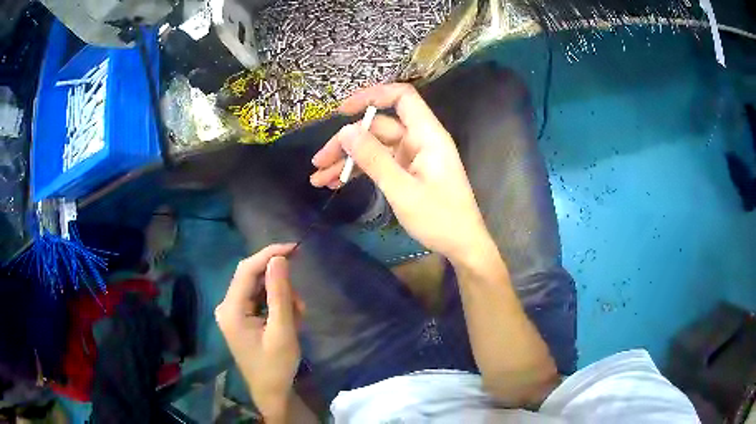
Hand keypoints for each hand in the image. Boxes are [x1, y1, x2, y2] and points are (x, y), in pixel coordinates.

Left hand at [215, 244, 303, 420]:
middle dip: (280, 285)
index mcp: (231, 309)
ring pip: (259, 289)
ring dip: (281, 298)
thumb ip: (280, 293)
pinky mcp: (241, 318)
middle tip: (300, 304)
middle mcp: (227, 306)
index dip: (269, 254)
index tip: (295, 248)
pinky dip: (277, 306)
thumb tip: (279, 259)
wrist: (271, 393)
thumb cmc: (276, 366)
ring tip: (297, 319)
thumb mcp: (283, 330)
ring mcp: (233, 313)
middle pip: (253, 279)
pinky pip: (260, 301)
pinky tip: (289, 322)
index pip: (247, 270)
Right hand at [310, 84, 488, 262]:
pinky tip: (336, 183)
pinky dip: (359, 171)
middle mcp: (419, 140)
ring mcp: (412, 157)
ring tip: (318, 178)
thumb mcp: (403, 190)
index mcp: (427, 135)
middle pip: (378, 127)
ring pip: (374, 148)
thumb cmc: (440, 219)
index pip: (402, 97)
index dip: (372, 96)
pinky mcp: (407, 173)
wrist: (462, 246)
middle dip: (346, 142)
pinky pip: (379, 164)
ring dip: (347, 160)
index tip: (341, 111)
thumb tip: (345, 131)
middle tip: (318, 162)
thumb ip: (374, 159)